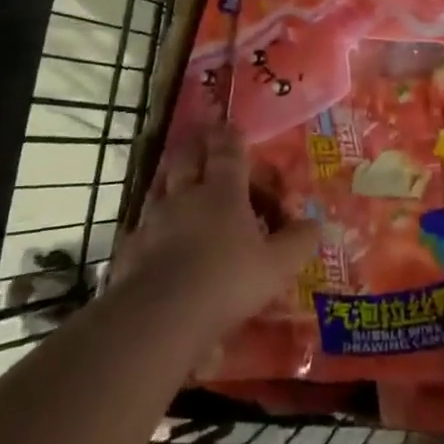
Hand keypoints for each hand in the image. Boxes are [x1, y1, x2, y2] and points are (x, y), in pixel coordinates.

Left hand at [113, 125, 320, 338]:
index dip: (230, 137)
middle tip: (202, 138)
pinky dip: (148, 224)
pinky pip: (140, 227)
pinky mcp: (129, 251)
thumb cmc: (228, 281)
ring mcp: (152, 222)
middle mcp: (185, 197)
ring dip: (168, 177)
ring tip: (174, 175)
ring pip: (158, 187)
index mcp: (223, 192)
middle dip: (196, 146)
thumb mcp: (277, 265)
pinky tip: (151, 233)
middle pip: (187, 159)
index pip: (227, 152)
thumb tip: (314, 224)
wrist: (161, 317)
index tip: (230, 125)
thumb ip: (298, 241)